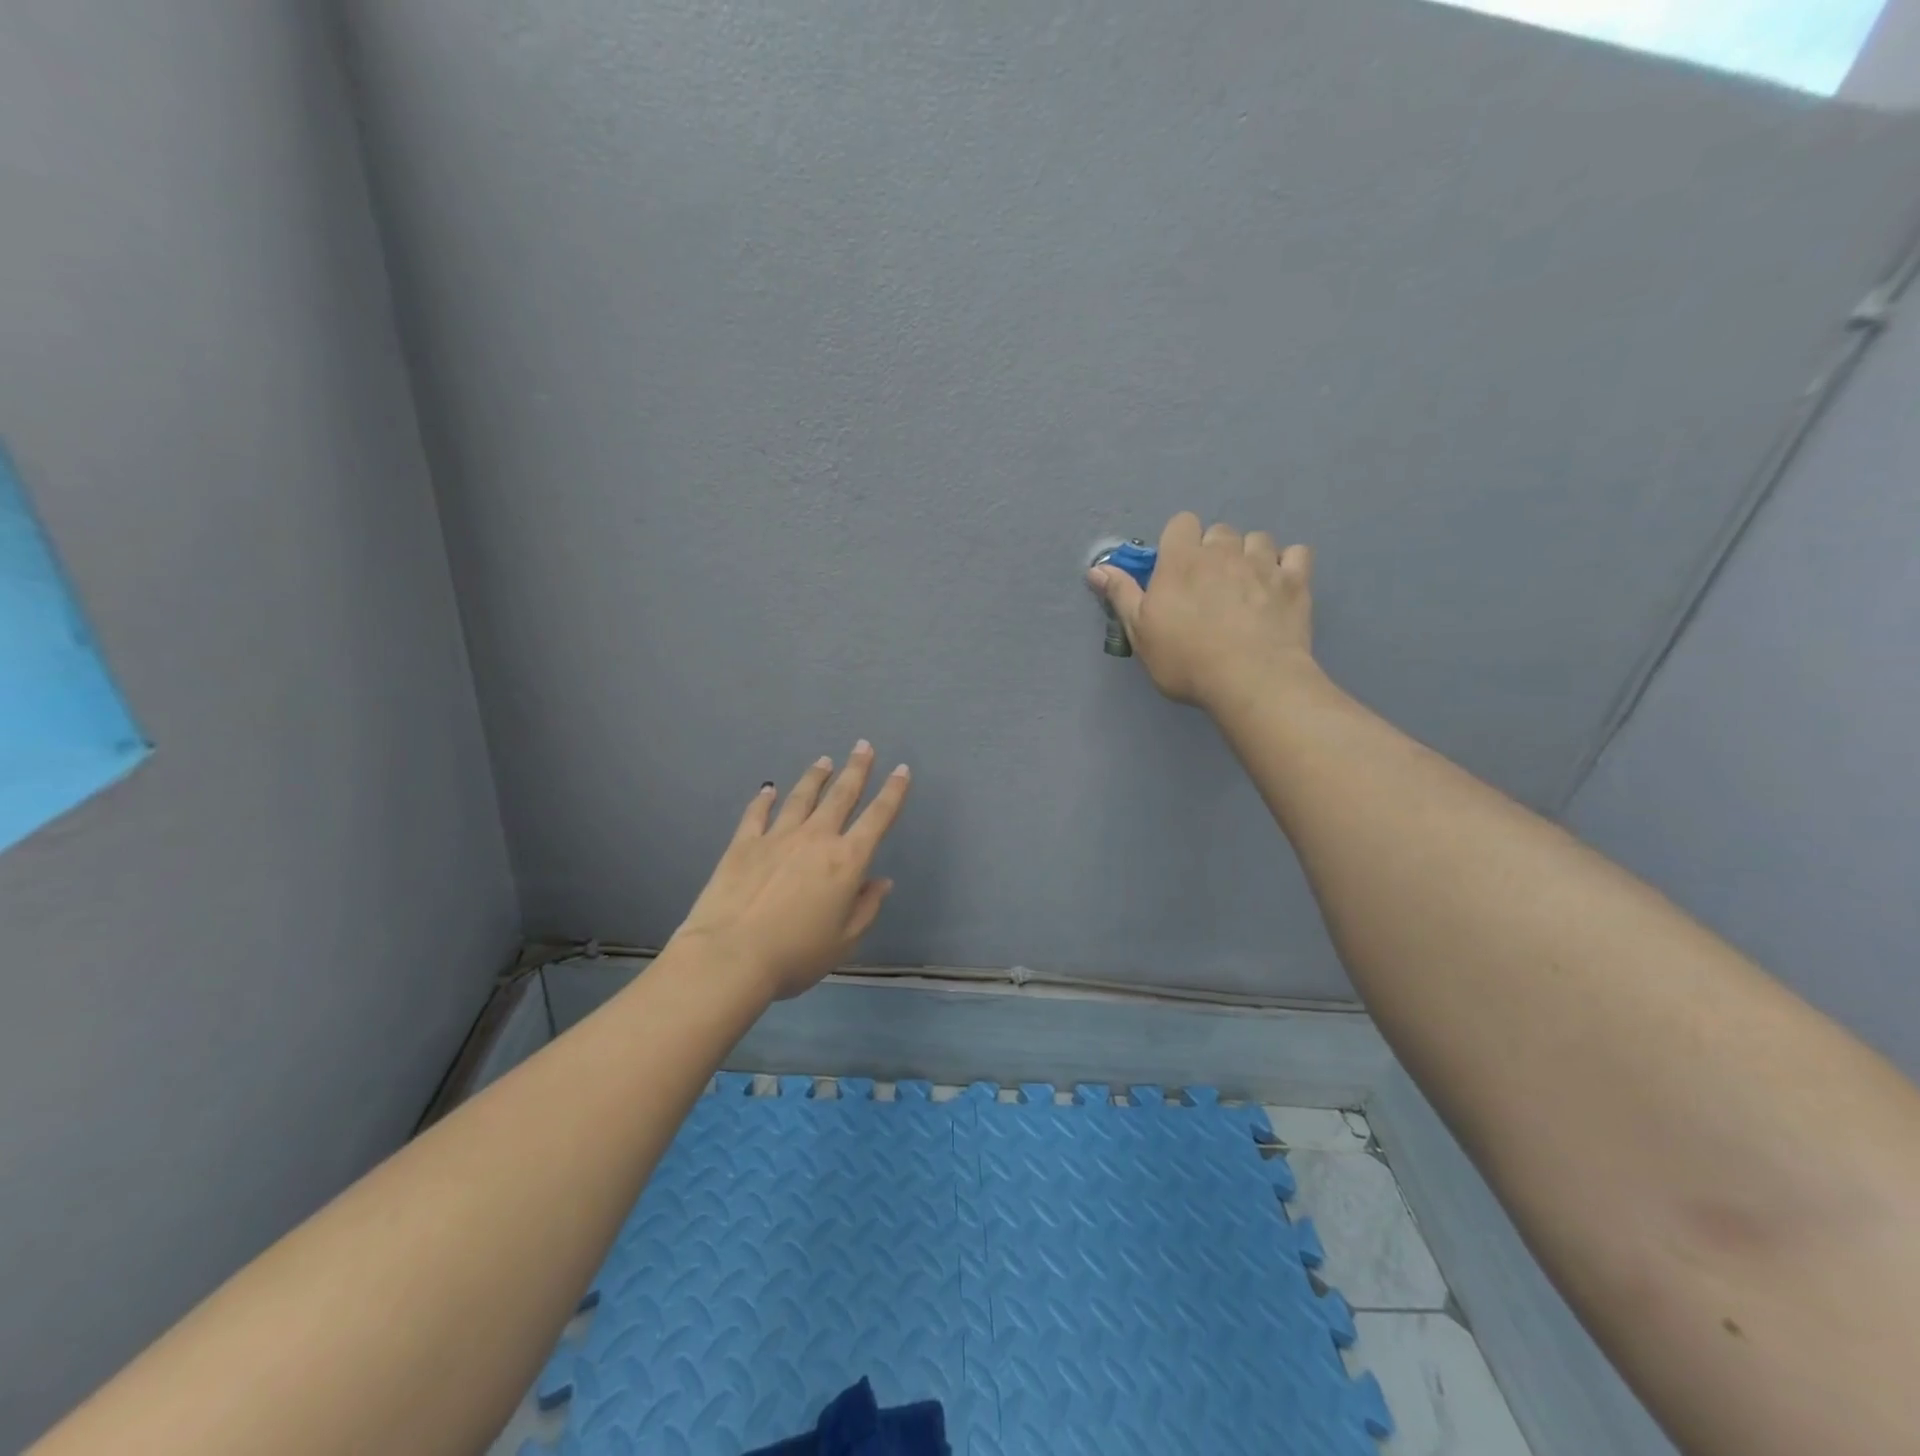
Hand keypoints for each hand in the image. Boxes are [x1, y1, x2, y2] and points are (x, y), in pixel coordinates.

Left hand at [672, 742, 910, 1000]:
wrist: (731, 956)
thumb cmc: (796, 955)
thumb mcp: (844, 941)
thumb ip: (866, 908)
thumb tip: (881, 882)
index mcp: (846, 861)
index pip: (877, 818)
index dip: (893, 792)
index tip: (902, 770)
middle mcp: (815, 839)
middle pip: (841, 796)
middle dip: (856, 769)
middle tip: (864, 746)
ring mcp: (777, 837)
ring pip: (801, 798)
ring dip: (815, 777)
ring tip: (824, 761)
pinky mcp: (743, 844)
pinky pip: (757, 814)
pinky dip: (764, 799)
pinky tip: (768, 788)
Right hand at [1089, 511, 1316, 709]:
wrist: (1250, 679)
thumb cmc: (1186, 660)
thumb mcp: (1141, 633)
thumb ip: (1122, 595)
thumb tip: (1096, 569)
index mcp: (1181, 561)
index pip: (1181, 523)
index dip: (1179, 542)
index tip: (1177, 569)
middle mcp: (1223, 552)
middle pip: (1219, 531)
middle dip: (1214, 551)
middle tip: (1210, 586)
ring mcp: (1263, 563)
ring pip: (1257, 539)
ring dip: (1250, 555)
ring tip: (1246, 585)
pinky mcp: (1296, 581)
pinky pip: (1297, 553)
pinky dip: (1288, 564)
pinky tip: (1280, 584)